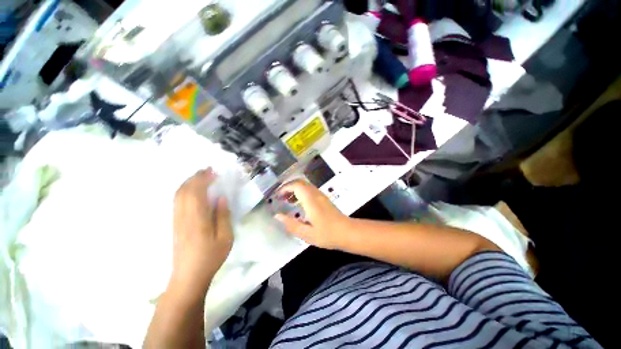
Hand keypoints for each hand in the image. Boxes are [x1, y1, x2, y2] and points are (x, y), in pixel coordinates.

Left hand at [170, 168, 232, 296]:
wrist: (188, 276)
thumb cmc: (210, 257)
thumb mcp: (225, 238)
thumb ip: (223, 216)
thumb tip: (221, 198)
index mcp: (197, 220)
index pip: (196, 193)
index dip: (203, 179)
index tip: (213, 172)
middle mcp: (183, 217)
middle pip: (184, 191)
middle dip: (195, 177)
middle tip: (208, 170)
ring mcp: (177, 220)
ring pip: (178, 195)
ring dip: (188, 182)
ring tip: (201, 176)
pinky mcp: (175, 224)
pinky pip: (177, 202)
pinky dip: (184, 190)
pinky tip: (192, 190)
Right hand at [274, 180, 350, 249]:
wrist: (348, 232)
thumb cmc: (327, 234)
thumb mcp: (307, 234)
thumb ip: (291, 224)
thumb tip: (277, 216)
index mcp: (311, 200)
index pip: (296, 185)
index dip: (285, 188)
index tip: (277, 196)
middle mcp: (316, 194)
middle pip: (300, 182)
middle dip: (288, 187)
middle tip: (280, 197)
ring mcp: (321, 195)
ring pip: (305, 185)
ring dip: (294, 189)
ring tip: (287, 200)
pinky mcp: (324, 198)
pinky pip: (309, 189)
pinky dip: (301, 192)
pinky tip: (298, 203)